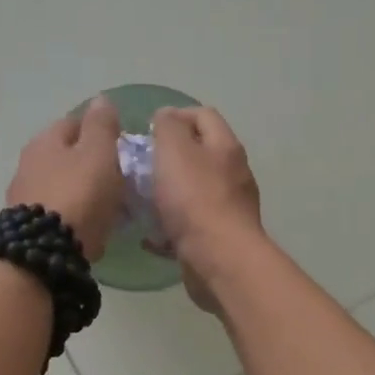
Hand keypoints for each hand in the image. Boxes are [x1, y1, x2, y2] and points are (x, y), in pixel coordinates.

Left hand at [6, 97, 124, 260]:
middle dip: (88, 162)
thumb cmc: (79, 194)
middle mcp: (28, 162)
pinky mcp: (25, 224)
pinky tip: (85, 224)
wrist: (45, 250)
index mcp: (46, 139)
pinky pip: (54, 210)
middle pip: (64, 154)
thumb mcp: (99, 153)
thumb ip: (102, 125)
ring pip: (58, 182)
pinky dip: (70, 212)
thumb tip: (101, 99)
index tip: (121, 146)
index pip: (74, 122)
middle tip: (116, 177)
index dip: (99, 130)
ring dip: (79, 188)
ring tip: (104, 204)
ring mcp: (23, 194)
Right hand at [150, 106, 263, 310]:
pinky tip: (151, 235)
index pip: (203, 115)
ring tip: (140, 198)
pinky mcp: (221, 236)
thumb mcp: (174, 151)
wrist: (219, 259)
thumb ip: (168, 127)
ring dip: (169, 191)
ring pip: (195, 189)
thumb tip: (167, 115)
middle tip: (140, 164)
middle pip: (201, 153)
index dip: (176, 115)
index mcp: (225, 146)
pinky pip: (192, 223)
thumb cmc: (194, 198)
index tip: (148, 129)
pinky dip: (171, 224)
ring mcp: (230, 207)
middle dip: (169, 155)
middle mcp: (233, 173)